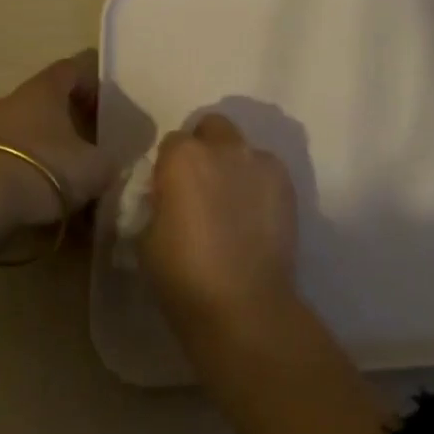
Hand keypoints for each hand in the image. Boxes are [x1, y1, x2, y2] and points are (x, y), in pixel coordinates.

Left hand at [0, 52, 117, 317]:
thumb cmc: (42, 173)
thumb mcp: (95, 169)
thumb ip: (111, 159)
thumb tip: (111, 159)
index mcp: (43, 89)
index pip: (72, 68)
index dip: (93, 85)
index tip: (106, 112)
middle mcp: (10, 98)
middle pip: (46, 99)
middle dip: (67, 120)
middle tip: (86, 147)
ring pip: (21, 127)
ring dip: (40, 145)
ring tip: (57, 178)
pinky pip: (0, 154)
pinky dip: (17, 167)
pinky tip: (28, 194)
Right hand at [141, 114, 297, 327]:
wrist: (244, 305)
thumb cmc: (184, 276)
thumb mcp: (146, 238)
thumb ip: (157, 203)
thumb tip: (167, 197)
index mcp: (183, 157)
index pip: (172, 143)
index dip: (169, 167)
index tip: (169, 193)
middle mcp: (224, 147)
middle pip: (212, 128)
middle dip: (205, 147)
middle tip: (202, 186)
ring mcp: (261, 162)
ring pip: (243, 148)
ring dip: (234, 165)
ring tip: (234, 204)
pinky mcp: (287, 183)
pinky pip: (267, 171)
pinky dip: (259, 184)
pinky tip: (255, 216)